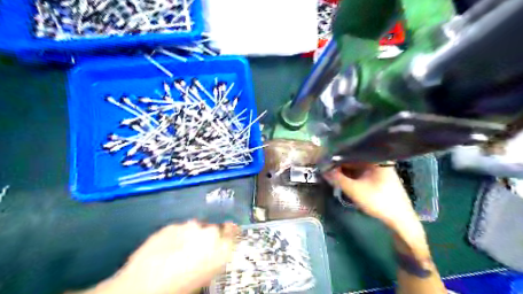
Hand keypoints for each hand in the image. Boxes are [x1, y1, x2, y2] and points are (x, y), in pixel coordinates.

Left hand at [81, 222, 237, 293]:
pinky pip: (179, 228)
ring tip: (179, 250)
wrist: (144, 286)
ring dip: (191, 235)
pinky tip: (166, 248)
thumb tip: (211, 253)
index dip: (231, 231)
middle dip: (208, 237)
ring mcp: (190, 226)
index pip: (234, 232)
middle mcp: (210, 233)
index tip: (229, 232)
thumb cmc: (180, 289)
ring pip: (196, 227)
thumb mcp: (204, 277)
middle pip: (214, 230)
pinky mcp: (172, 225)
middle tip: (197, 250)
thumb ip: (213, 259)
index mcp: (221, 249)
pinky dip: (176, 236)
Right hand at [325, 164, 430, 259]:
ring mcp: (379, 170)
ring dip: (345, 171)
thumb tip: (322, 169)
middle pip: (354, 159)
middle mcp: (378, 161)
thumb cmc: (378, 201)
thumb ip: (337, 178)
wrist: (400, 220)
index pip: (352, 152)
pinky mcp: (378, 178)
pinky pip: (361, 173)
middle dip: (340, 165)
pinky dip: (352, 176)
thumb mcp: (354, 190)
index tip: (325, 161)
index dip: (337, 156)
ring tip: (332, 174)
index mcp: (376, 159)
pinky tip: (343, 180)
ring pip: (357, 167)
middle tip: (326, 169)